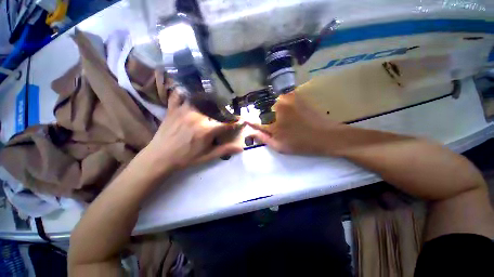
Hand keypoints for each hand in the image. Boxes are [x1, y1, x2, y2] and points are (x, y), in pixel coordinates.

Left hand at [145, 92, 243, 169]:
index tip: (240, 121)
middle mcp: (197, 117)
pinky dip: (184, 92)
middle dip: (224, 110)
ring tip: (211, 104)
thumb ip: (225, 150)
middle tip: (225, 114)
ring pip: (200, 98)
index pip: (227, 123)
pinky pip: (179, 95)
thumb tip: (241, 147)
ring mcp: (184, 110)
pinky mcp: (173, 109)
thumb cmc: (186, 158)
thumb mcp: (207, 157)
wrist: (160, 157)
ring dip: (208, 99)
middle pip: (215, 108)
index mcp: (207, 130)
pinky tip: (189, 94)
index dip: (236, 121)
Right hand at [247, 92, 346, 154]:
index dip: (250, 121)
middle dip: (268, 119)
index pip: (255, 120)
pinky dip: (284, 106)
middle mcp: (277, 106)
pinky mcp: (296, 96)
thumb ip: (263, 138)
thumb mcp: (280, 146)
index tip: (244, 120)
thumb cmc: (302, 144)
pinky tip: (293, 114)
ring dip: (277, 112)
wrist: (327, 135)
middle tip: (278, 127)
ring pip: (274, 105)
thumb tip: (250, 132)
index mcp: (273, 121)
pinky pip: (283, 100)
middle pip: (265, 112)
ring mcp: (287, 98)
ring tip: (288, 122)